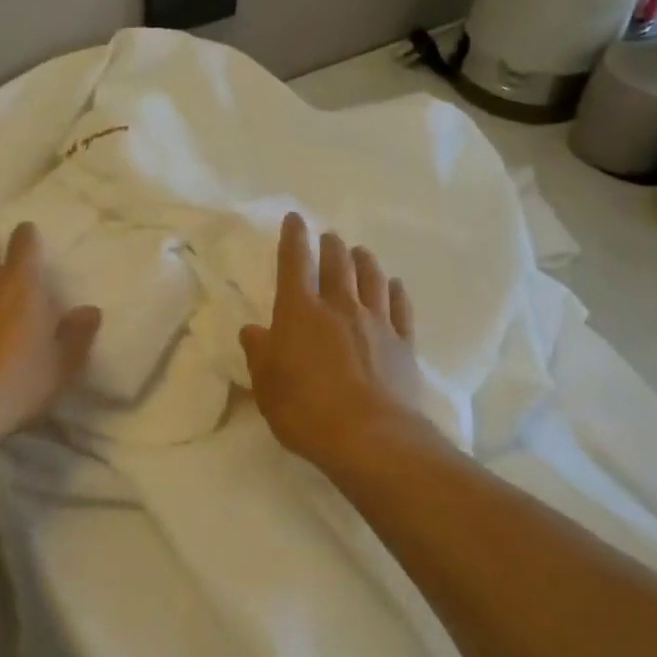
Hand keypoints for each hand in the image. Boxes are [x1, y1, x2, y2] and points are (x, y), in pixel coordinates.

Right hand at [240, 213, 426, 472]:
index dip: (293, 238)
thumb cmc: (306, 410)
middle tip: (329, 237)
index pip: (295, 264)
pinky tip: (394, 286)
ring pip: (372, 279)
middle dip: (331, 246)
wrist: (370, 437)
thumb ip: (259, 353)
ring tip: (361, 252)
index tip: (295, 219)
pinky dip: (396, 292)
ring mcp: (376, 323)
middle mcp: (339, 307)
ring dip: (365, 261)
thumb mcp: (267, 386)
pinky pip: (401, 307)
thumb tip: (253, 331)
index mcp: (300, 312)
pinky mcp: (403, 343)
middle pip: (338, 264)